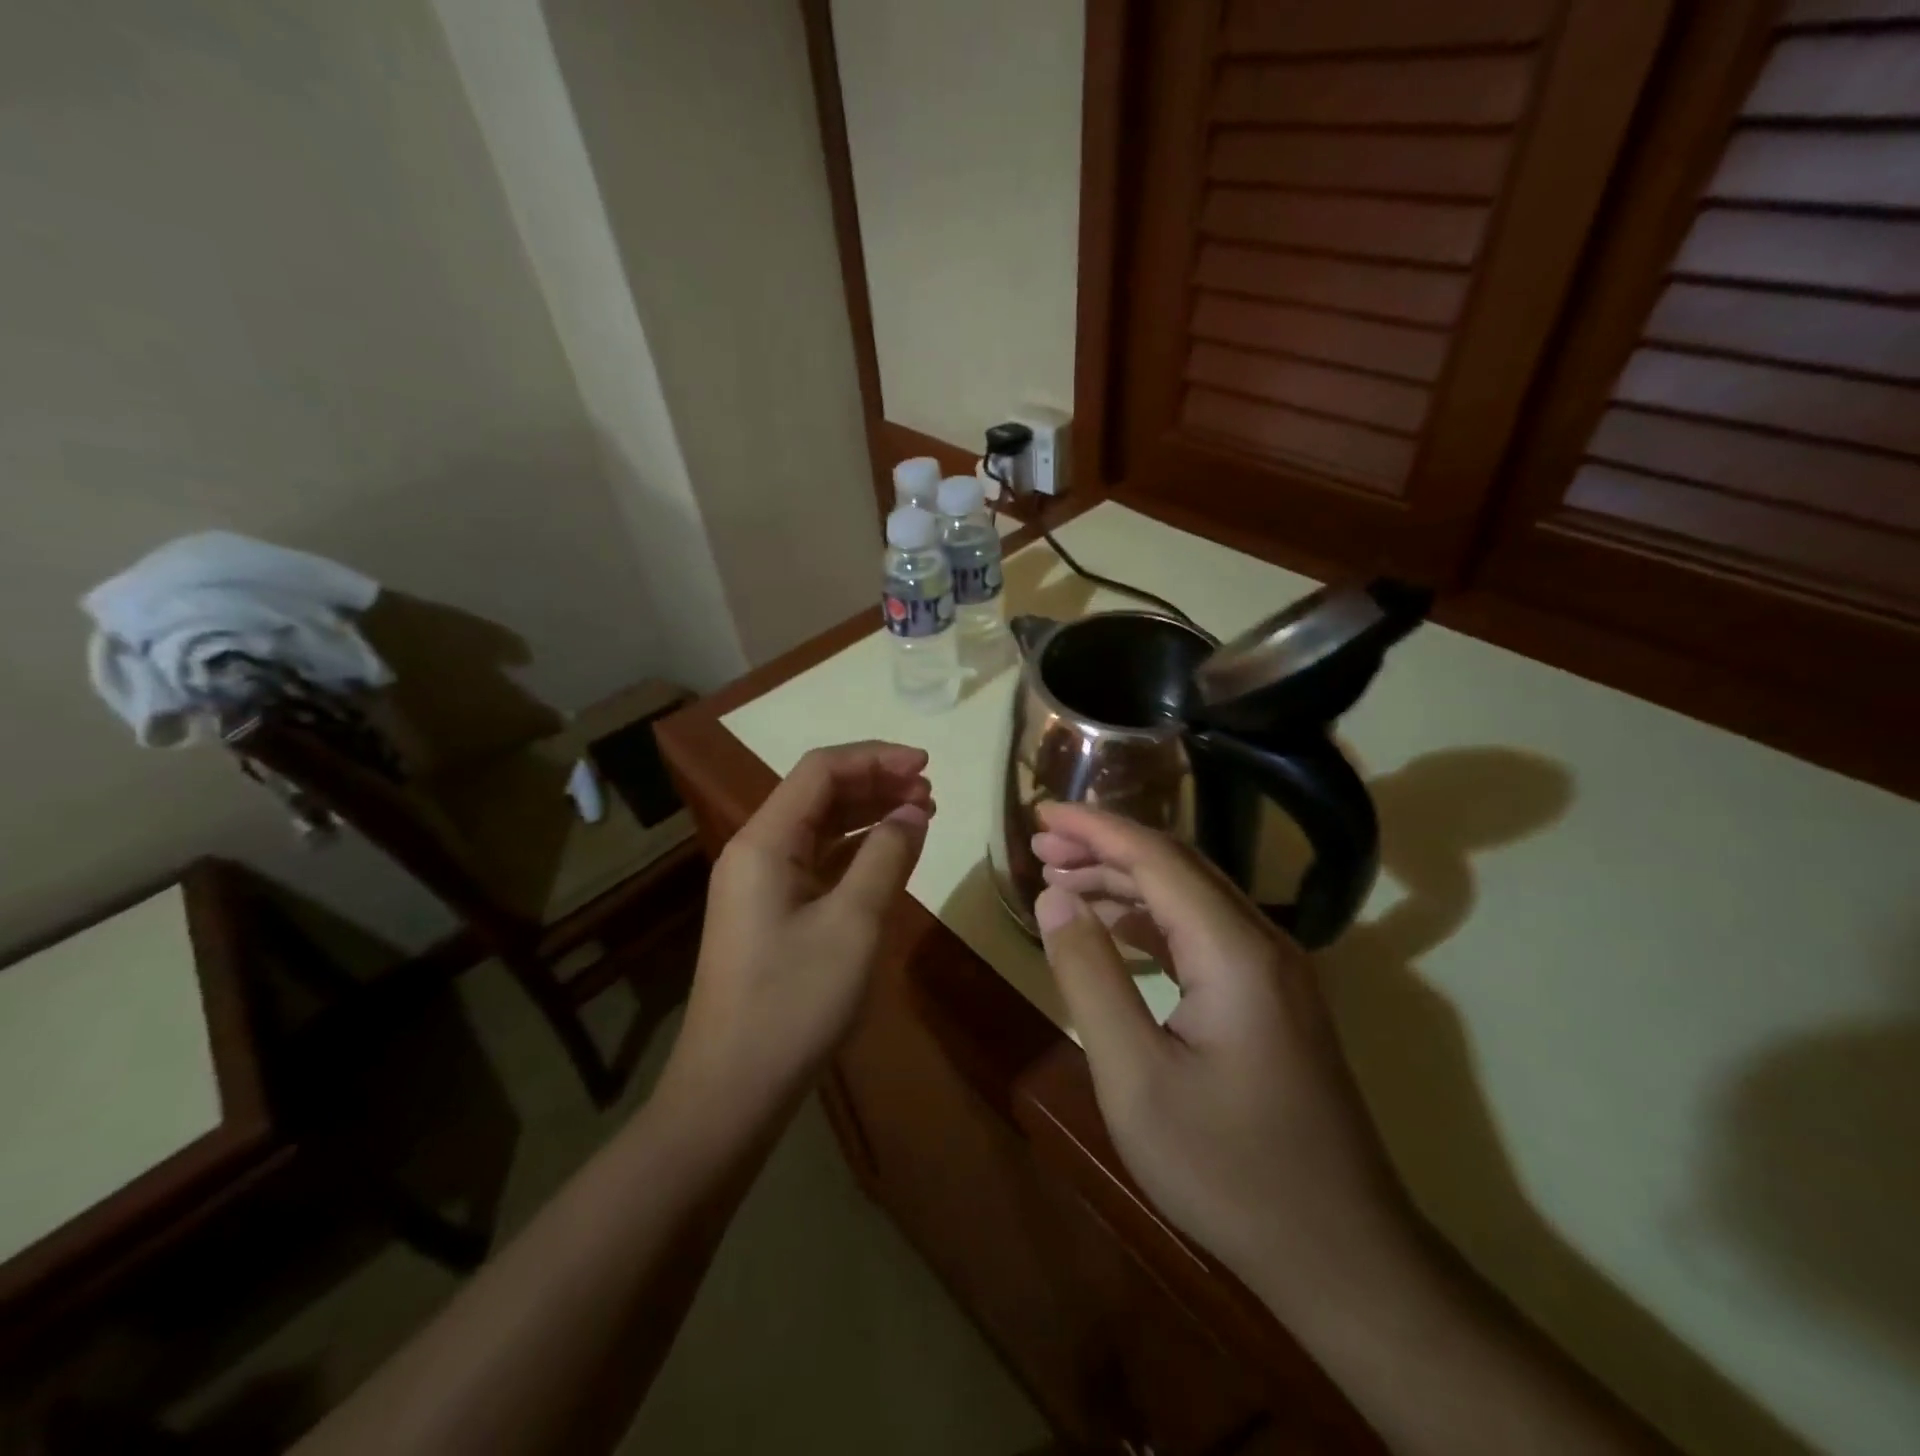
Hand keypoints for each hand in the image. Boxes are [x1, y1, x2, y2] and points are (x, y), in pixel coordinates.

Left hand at [671, 743, 933, 1099]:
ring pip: (819, 827)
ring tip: (921, 815)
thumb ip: (886, 857)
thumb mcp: (853, 924)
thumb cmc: (794, 1002)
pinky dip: (854, 850)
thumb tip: (913, 811)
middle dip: (876, 784)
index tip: (926, 766)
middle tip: (930, 794)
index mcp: (764, 842)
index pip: (820, 771)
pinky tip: (889, 855)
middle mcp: (756, 851)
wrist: (732, 1090)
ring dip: (868, 814)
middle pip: (818, 794)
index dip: (875, 758)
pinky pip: (816, 862)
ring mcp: (760, 884)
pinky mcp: (770, 913)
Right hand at [1032, 803, 1413, 1307]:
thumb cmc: (1227, 1168)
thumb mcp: (1134, 1077)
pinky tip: (1114, 929)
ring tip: (1062, 879)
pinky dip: (1151, 920)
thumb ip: (1090, 976)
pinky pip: (1203, 933)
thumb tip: (1052, 898)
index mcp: (1233, 949)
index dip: (1093, 827)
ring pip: (1190, 896)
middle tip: (1040, 843)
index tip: (1039, 811)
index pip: (1155, 857)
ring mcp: (1273, 970)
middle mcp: (1261, 941)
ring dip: (1125, 881)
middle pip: (1175, 866)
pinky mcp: (1271, 998)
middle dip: (1104, 846)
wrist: (1340, 1255)